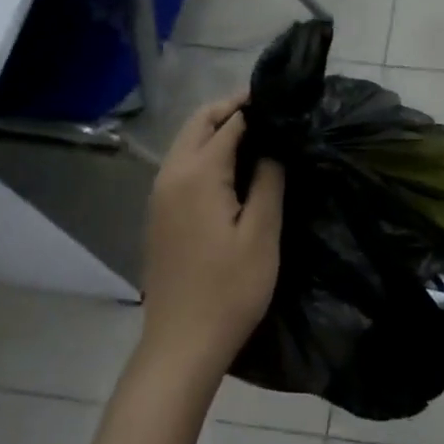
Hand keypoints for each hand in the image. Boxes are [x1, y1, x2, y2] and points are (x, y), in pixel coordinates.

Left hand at [140, 93, 284, 371]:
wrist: (182, 343)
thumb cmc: (230, 289)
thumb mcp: (262, 234)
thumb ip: (268, 181)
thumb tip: (273, 145)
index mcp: (197, 174)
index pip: (228, 122)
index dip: (256, 107)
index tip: (284, 100)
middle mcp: (171, 175)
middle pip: (198, 123)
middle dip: (231, 109)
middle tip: (269, 111)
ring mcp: (159, 195)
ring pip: (186, 142)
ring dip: (216, 129)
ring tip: (257, 134)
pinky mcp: (159, 213)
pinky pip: (181, 164)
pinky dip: (204, 151)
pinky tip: (232, 168)